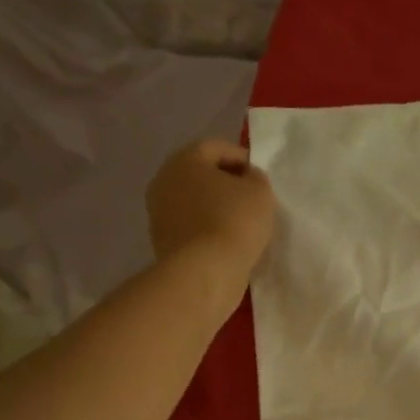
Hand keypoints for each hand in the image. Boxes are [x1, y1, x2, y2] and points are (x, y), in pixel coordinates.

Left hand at [145, 139, 274, 296]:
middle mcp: (164, 181)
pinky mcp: (162, 242)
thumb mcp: (260, 191)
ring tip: (241, 223)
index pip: (216, 147)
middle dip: (226, 182)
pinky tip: (227, 242)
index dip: (242, 157)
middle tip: (251, 198)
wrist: (205, 272)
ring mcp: (158, 213)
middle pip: (200, 174)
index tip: (260, 176)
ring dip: (215, 207)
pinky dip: (207, 229)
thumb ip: (255, 177)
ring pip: (194, 201)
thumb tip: (246, 179)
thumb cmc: (235, 221)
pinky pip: (191, 226)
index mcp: (184, 160)